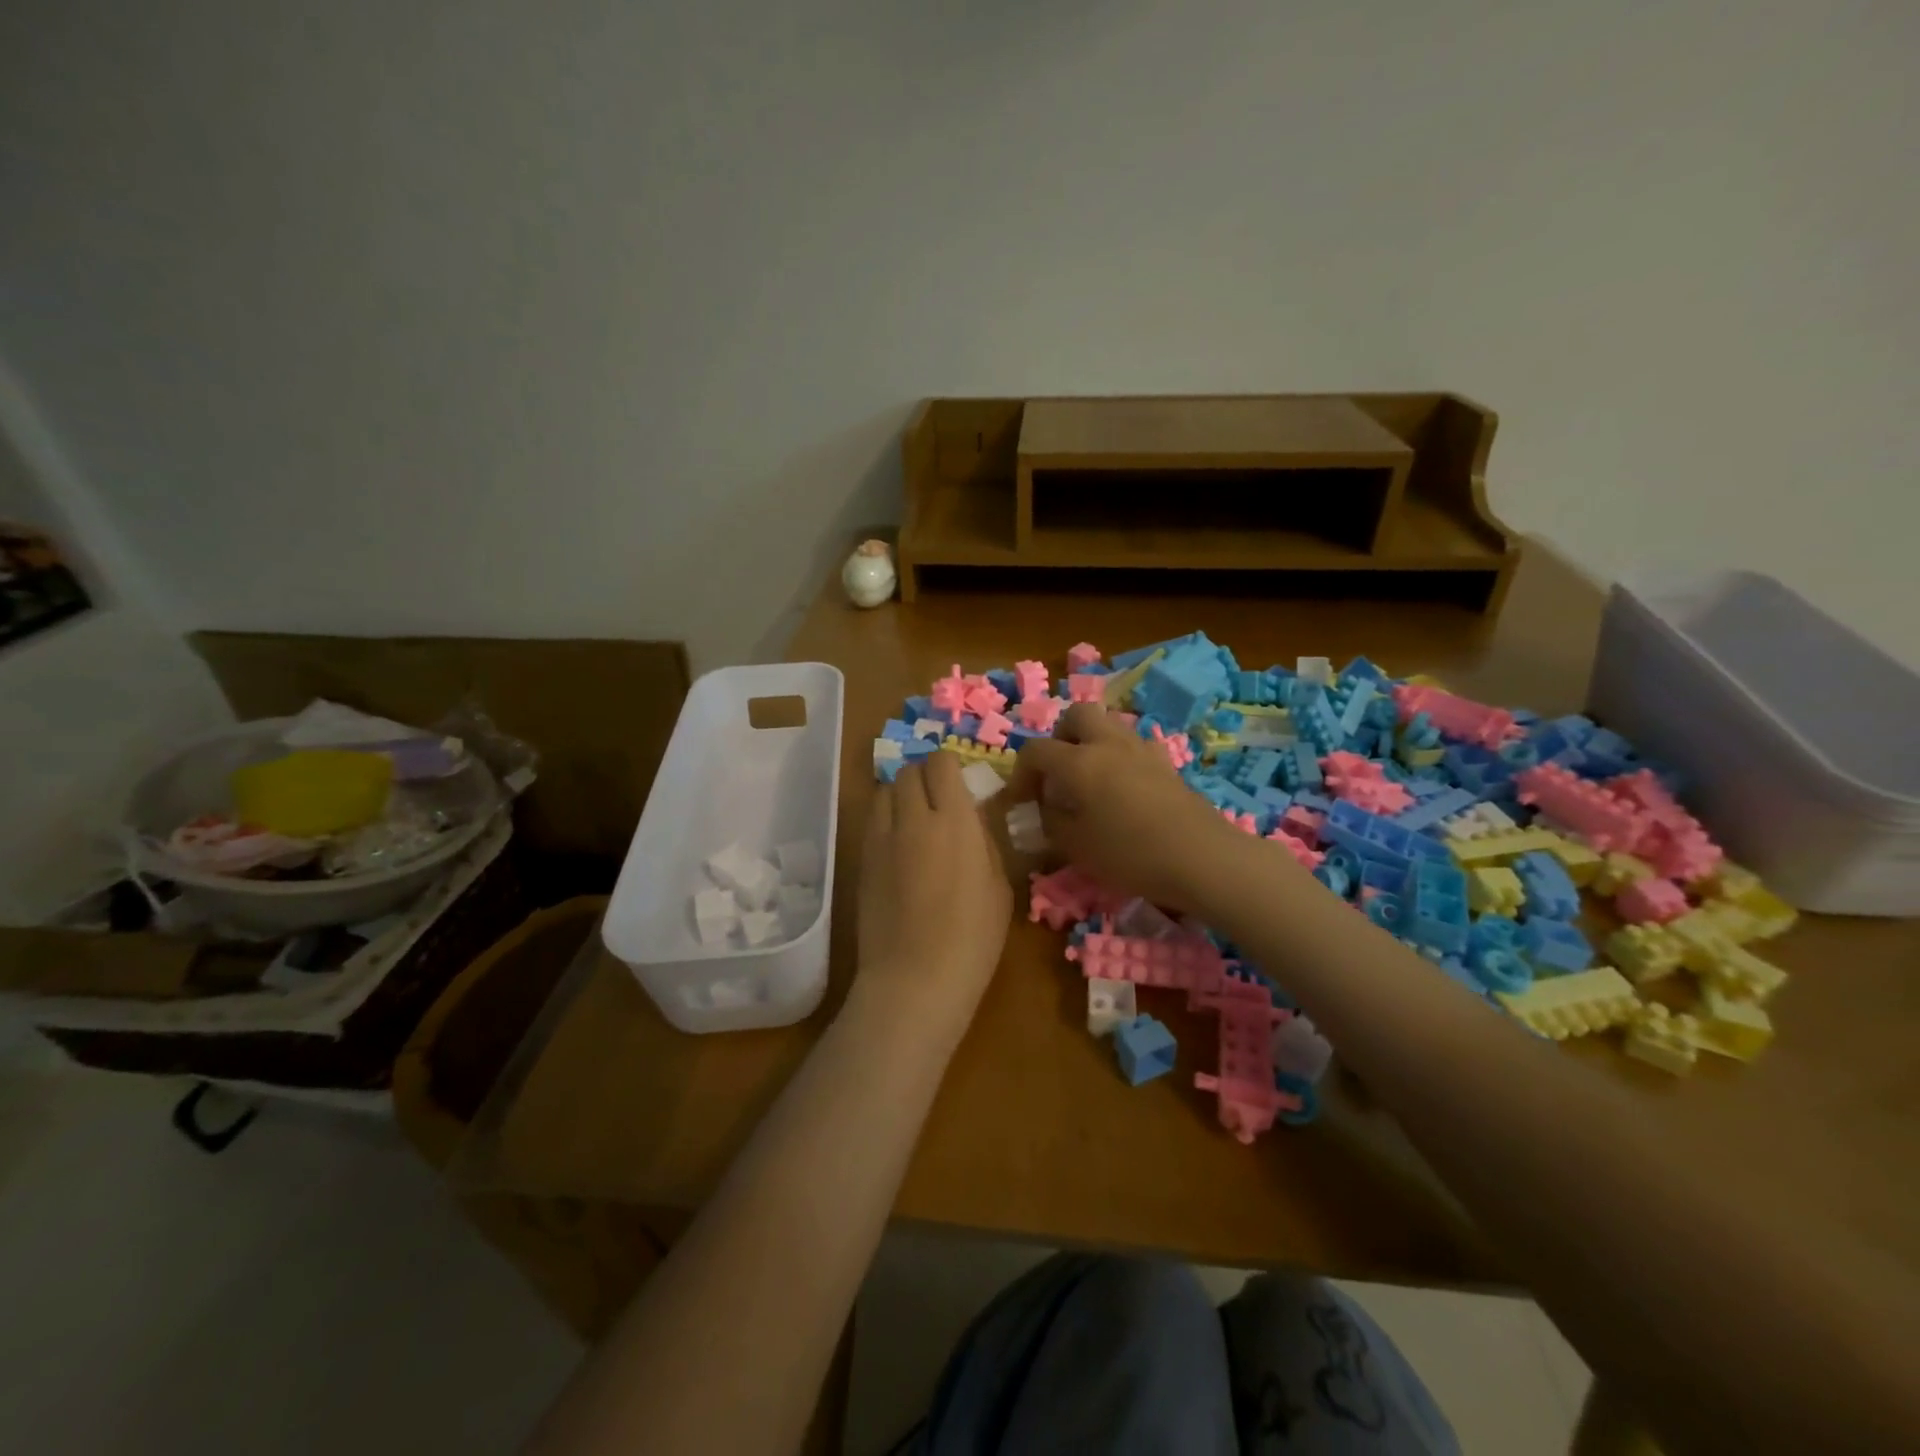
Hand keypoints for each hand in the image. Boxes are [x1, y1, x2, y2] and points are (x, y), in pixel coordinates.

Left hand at [852, 750, 1012, 1038]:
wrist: (914, 980)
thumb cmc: (972, 939)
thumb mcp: (999, 886)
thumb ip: (984, 841)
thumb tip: (972, 817)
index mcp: (954, 820)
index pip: (941, 763)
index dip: (950, 767)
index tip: (960, 783)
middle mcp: (912, 818)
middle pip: (908, 771)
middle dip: (924, 776)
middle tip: (939, 800)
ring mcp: (881, 838)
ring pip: (884, 791)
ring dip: (901, 795)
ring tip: (916, 820)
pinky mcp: (861, 860)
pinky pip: (873, 821)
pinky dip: (886, 820)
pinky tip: (900, 846)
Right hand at [1009, 703, 1251, 910]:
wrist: (1202, 858)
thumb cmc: (1130, 854)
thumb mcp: (1076, 846)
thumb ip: (1052, 821)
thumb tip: (1047, 806)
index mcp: (1079, 761)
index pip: (1036, 750)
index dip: (1020, 773)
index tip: (1019, 800)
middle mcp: (1108, 743)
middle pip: (1077, 715)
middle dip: (1060, 738)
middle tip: (1058, 773)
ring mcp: (1142, 750)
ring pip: (1108, 726)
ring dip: (1091, 744)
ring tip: (1089, 781)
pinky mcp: (1166, 764)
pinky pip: (1133, 747)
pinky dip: (1118, 758)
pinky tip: (1122, 790)